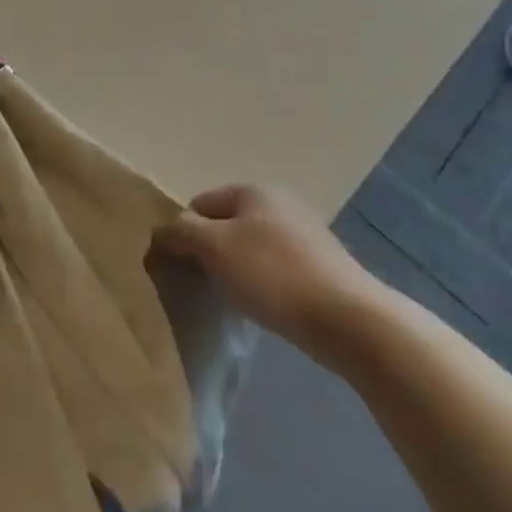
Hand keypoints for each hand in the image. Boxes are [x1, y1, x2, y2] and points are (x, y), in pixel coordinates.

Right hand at [154, 184, 392, 370]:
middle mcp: (280, 204)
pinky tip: (265, 307)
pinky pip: (275, 269)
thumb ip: (180, 233)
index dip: (183, 234)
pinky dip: (263, 285)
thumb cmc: (273, 275)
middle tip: (204, 285)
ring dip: (236, 271)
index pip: (199, 204)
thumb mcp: (213, 247)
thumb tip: (161, 232)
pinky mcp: (322, 267)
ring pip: (250, 249)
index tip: (181, 268)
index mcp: (253, 191)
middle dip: (210, 253)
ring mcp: (305, 235)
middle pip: (225, 226)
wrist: (349, 320)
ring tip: (234, 300)